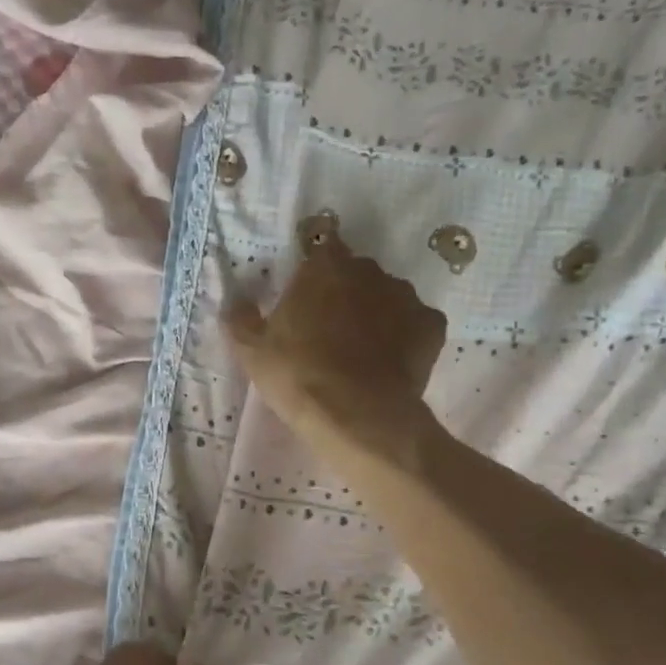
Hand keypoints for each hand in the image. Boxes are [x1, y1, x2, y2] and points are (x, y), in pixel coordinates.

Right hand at [225, 228, 447, 471]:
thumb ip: (241, 319)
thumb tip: (234, 302)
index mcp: (325, 266)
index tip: (306, 300)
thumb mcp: (252, 350)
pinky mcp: (432, 326)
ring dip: (376, 314)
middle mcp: (369, 270)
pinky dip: (406, 337)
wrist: (356, 414)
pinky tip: (391, 363)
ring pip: (388, 297)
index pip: (322, 250)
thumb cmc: (297, 375)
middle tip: (329, 331)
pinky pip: (416, 324)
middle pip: (357, 274)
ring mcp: (406, 296)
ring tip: (362, 352)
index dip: (315, 275)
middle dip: (345, 294)